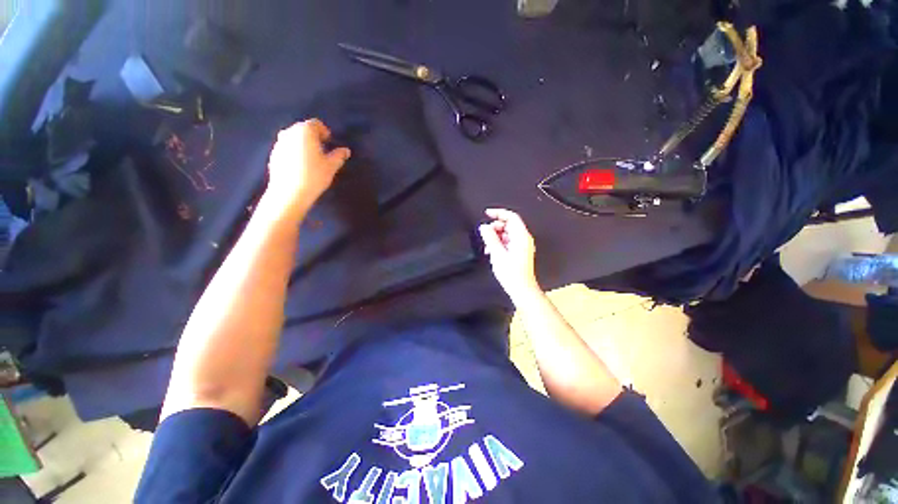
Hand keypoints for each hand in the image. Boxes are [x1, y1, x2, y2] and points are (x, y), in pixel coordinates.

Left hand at [265, 119, 350, 213]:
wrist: (289, 193)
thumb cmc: (314, 176)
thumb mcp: (331, 166)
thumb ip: (339, 155)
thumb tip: (346, 150)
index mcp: (304, 131)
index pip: (316, 124)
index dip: (324, 131)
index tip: (329, 142)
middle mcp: (289, 132)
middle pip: (303, 129)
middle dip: (313, 137)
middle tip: (322, 150)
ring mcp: (279, 143)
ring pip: (294, 138)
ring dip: (303, 144)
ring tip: (312, 159)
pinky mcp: (273, 154)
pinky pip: (287, 148)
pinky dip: (295, 152)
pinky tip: (301, 166)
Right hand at [479, 208, 541, 302]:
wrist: (521, 289)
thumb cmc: (513, 275)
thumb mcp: (497, 254)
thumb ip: (490, 238)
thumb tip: (484, 227)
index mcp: (521, 237)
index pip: (511, 217)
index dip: (498, 213)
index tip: (487, 213)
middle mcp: (524, 239)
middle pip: (509, 225)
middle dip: (495, 227)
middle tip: (485, 233)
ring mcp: (523, 246)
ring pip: (507, 233)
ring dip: (496, 236)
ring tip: (488, 245)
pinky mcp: (520, 252)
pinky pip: (508, 241)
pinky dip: (499, 243)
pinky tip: (492, 251)